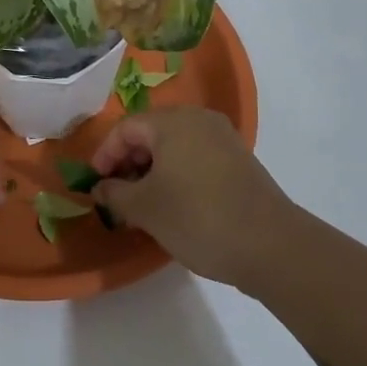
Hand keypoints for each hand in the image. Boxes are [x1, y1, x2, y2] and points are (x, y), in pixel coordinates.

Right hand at [91, 107, 293, 290]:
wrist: (270, 245)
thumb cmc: (197, 218)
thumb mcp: (145, 209)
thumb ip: (115, 194)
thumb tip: (101, 187)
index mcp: (173, 121)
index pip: (125, 128)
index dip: (105, 155)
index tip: (96, 185)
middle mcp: (199, 120)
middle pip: (151, 133)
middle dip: (128, 162)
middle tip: (117, 196)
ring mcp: (223, 138)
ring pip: (174, 146)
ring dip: (152, 171)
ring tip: (142, 204)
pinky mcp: (239, 160)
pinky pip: (196, 157)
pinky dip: (177, 174)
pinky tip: (173, 205)